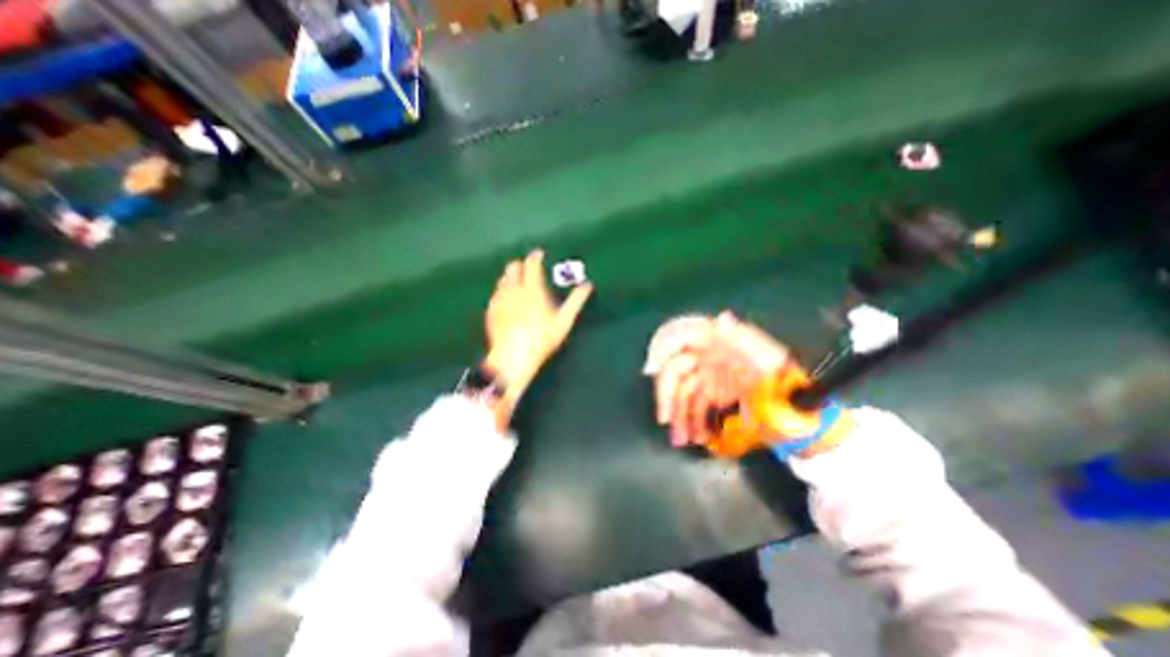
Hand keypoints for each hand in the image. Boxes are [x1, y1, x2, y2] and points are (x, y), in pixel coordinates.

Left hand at [485, 253, 594, 400]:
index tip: (539, 253)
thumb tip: (588, 285)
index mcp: (532, 289)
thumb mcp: (564, 321)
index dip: (535, 256)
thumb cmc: (542, 338)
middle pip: (513, 267)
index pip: (532, 264)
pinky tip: (506, 299)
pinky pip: (496, 293)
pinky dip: (502, 291)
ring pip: (503, 279)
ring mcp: (500, 300)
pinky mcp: (491, 311)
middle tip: (528, 269)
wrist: (513, 357)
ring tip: (518, 282)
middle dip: (521, 265)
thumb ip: (576, 301)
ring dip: (511, 276)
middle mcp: (513, 289)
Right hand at [643, 310, 789, 446]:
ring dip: (677, 414)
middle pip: (675, 369)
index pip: (683, 335)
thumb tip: (722, 318)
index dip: (663, 347)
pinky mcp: (713, 393)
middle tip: (665, 419)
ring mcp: (709, 375)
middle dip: (666, 394)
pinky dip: (691, 421)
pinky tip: (695, 436)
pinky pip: (694, 406)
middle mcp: (708, 355)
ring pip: (682, 391)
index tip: (652, 369)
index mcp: (720, 340)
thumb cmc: (784, 381)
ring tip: (680, 439)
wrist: (799, 410)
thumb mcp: (769, 358)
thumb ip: (745, 339)